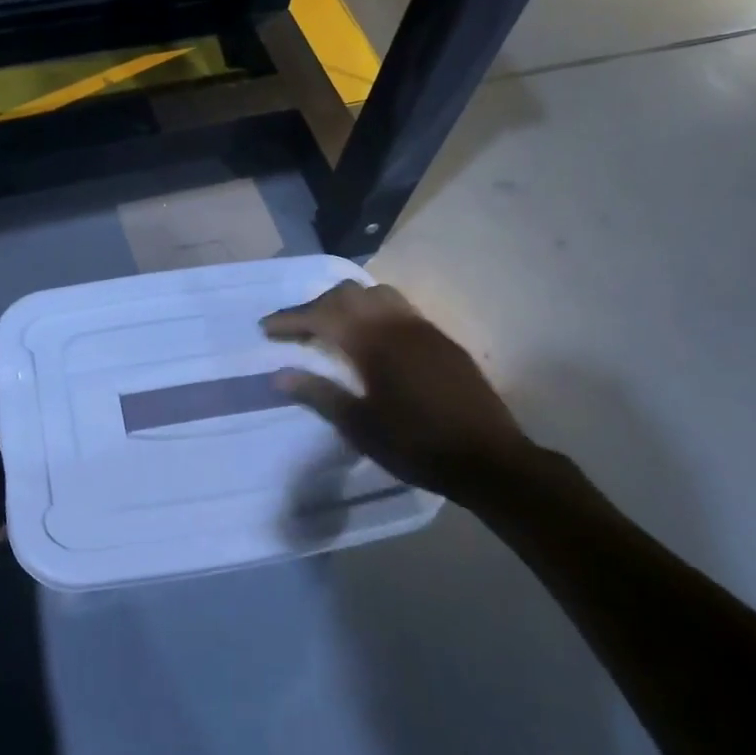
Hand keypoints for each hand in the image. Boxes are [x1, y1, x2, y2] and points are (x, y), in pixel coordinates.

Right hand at [263, 281, 539, 515]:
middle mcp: (398, 324)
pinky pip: (399, 309)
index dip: (290, 319)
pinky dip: (373, 313)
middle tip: (296, 330)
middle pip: (348, 294)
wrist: (490, 460)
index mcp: (374, 343)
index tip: (265, 329)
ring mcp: (424, 329)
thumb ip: (318, 394)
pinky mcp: (442, 340)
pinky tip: (371, 341)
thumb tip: (278, 374)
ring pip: (377, 294)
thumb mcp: (359, 426)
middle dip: (316, 306)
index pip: (322, 315)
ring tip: (332, 328)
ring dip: (347, 304)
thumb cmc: (417, 446)